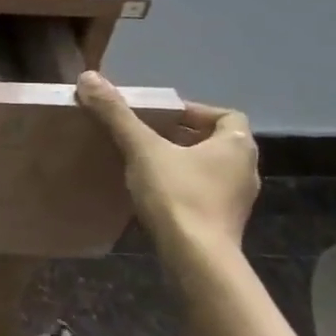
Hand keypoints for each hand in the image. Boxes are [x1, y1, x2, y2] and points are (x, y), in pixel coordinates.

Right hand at [76, 71, 258, 254]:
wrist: (196, 258)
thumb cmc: (177, 195)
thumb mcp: (142, 149)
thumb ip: (117, 115)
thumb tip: (89, 77)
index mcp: (237, 144)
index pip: (226, 115)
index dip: (195, 112)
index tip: (162, 117)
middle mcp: (246, 169)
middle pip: (216, 142)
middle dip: (183, 136)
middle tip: (147, 136)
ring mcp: (238, 200)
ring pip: (210, 169)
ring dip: (184, 163)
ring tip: (147, 164)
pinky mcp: (225, 223)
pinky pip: (205, 194)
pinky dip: (184, 188)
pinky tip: (155, 194)